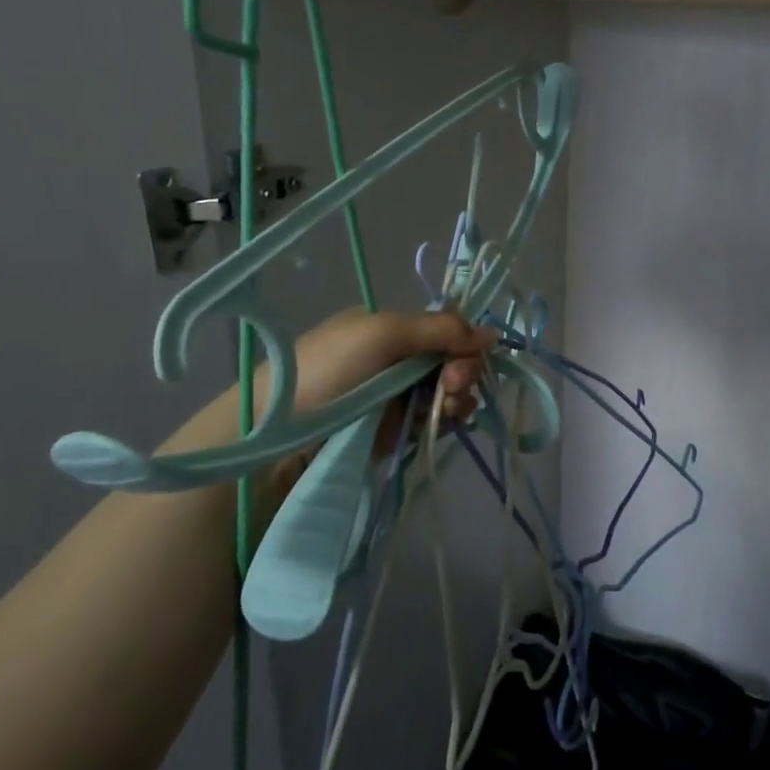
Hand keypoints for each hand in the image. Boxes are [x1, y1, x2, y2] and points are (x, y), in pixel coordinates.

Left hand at [159, 309, 493, 467]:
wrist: (277, 440)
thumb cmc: (328, 372)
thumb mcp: (382, 333)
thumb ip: (440, 329)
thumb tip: (492, 334)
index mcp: (387, 329)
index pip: (444, 330)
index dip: (463, 342)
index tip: (463, 357)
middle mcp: (394, 361)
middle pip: (451, 360)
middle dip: (462, 370)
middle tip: (452, 385)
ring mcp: (395, 399)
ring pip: (448, 392)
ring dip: (458, 396)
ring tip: (447, 408)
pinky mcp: (395, 433)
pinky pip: (435, 421)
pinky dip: (446, 419)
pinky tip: (444, 422)